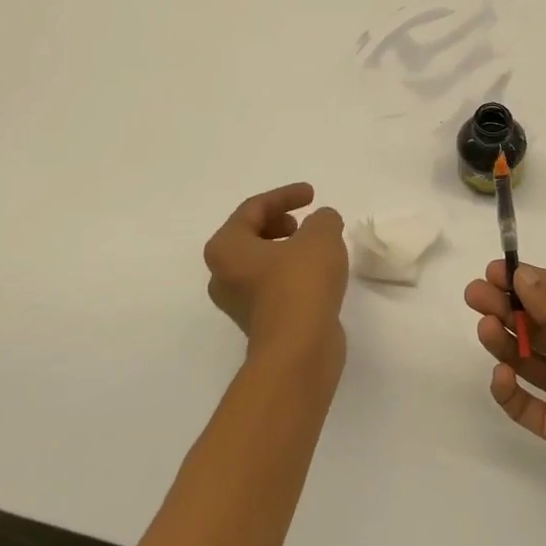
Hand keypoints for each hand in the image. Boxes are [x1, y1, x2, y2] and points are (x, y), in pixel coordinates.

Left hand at [204, 184, 347, 366]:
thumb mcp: (320, 236)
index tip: (313, 195)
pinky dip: (292, 273)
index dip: (285, 196)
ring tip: (317, 247)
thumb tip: (323, 221)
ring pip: (262, 264)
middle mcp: (223, 275)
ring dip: (287, 250)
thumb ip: (323, 219)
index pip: (253, 209)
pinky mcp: (259, 323)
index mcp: (226, 248)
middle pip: (251, 236)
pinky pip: (273, 286)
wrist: (299, 350)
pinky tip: (318, 275)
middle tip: (305, 222)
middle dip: (280, 223)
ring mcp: (239, 303)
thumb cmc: (301, 283)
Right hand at [467, 261, 545, 521]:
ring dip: (504, 341)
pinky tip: (502, 376)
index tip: (494, 271)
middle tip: (476, 296)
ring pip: (526, 359)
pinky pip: (524, 405)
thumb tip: (521, 274)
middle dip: (505, 307)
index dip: (525, 281)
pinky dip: (508, 390)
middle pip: (535, 324)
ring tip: (485, 330)